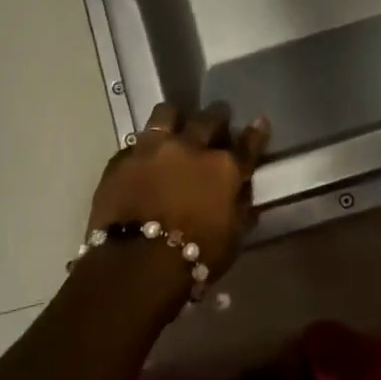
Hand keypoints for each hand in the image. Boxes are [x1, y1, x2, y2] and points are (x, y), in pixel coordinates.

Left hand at [86, 101, 269, 282]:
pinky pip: (134, 144)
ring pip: (166, 114)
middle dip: (217, 116)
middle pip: (209, 118)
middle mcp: (190, 147)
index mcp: (224, 168)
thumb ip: (239, 206)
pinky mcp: (121, 160)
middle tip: (218, 121)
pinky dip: (142, 150)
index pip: (248, 143)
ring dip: (175, 118)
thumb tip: (242, 190)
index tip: (259, 123)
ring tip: (175, 124)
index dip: (256, 134)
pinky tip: (142, 159)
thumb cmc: (194, 257)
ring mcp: (152, 149)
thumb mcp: (233, 237)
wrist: (135, 265)